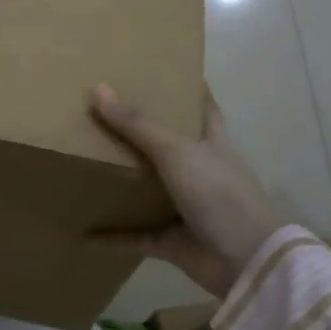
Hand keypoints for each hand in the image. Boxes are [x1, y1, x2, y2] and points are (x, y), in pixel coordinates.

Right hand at [91, 84, 284, 297]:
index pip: (202, 106)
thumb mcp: (177, 151)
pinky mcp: (171, 240)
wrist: (246, 261)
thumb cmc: (219, 194)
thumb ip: (138, 124)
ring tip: (86, 161)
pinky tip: (84, 231)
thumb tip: (98, 88)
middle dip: (140, 131)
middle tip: (102, 110)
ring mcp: (185, 207)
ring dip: (124, 181)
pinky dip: (112, 235)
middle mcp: (199, 171)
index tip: (162, 68)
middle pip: (167, 145)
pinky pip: (135, 235)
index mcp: (211, 142)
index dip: (187, 87)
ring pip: (149, 189)